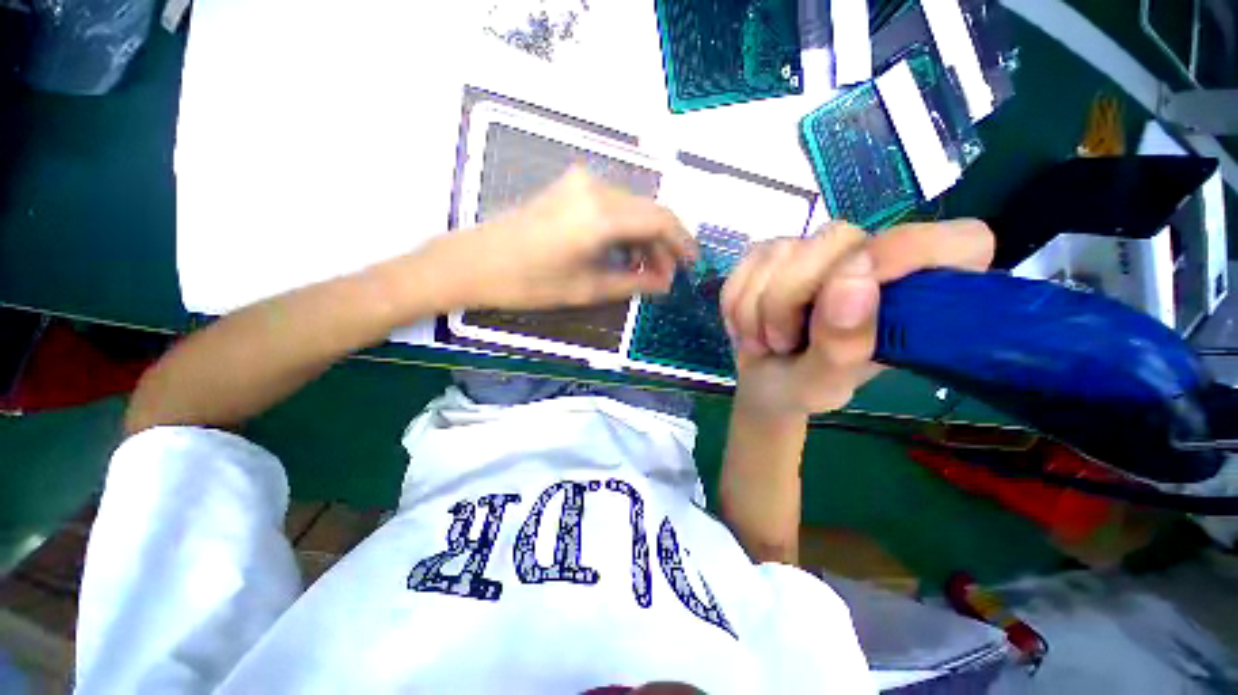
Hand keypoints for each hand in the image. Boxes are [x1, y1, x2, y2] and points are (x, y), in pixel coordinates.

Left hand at [436, 166, 696, 310]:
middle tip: (666, 275)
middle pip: (649, 211)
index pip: (661, 220)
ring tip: (646, 270)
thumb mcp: (587, 288)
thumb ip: (634, 283)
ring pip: (632, 208)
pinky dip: (625, 230)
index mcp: (602, 213)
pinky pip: (612, 206)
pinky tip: (624, 254)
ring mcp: (580, 183)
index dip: (682, 243)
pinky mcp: (569, 188)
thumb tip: (665, 282)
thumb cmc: (528, 282)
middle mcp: (596, 187)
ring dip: (644, 237)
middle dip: (664, 244)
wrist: (473, 263)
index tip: (692, 265)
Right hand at [721, 220, 993, 416]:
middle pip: (837, 240)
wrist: (763, 382)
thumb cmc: (804, 387)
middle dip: (789, 299)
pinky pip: (746, 263)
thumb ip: (844, 343)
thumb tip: (852, 277)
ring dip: (757, 309)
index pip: (959, 242)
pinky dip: (736, 302)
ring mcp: (815, 247)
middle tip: (784, 343)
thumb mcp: (825, 385)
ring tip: (769, 339)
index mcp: (912, 294)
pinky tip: (749, 323)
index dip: (913, 254)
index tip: (862, 291)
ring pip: (779, 252)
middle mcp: (870, 256)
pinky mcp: (771, 250)